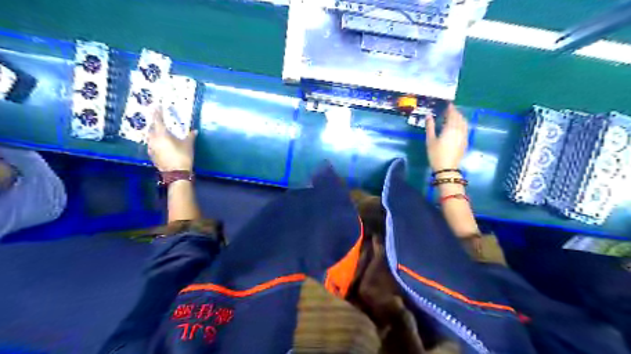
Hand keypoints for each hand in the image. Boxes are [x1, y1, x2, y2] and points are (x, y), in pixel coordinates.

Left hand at [148, 106, 196, 172]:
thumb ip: (190, 136)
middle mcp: (153, 139)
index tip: (156, 106)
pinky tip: (161, 145)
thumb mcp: (188, 145)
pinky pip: (151, 145)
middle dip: (155, 124)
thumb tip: (194, 131)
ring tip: (160, 133)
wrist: (176, 173)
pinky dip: (155, 142)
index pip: (158, 120)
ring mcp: (151, 148)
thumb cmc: (183, 156)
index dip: (157, 112)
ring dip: (154, 133)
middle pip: (151, 128)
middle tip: (160, 121)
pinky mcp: (152, 155)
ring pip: (150, 137)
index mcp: (162, 134)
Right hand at [423, 102, 467, 172]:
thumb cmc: (436, 154)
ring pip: (464, 123)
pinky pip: (465, 129)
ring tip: (452, 118)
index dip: (450, 108)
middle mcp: (460, 129)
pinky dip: (461, 124)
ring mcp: (464, 136)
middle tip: (448, 111)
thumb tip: (429, 115)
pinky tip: (456, 127)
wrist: (447, 168)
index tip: (447, 104)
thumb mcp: (430, 140)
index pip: (452, 114)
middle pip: (459, 117)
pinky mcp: (465, 141)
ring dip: (459, 118)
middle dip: (455, 112)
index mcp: (451, 128)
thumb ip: (430, 126)